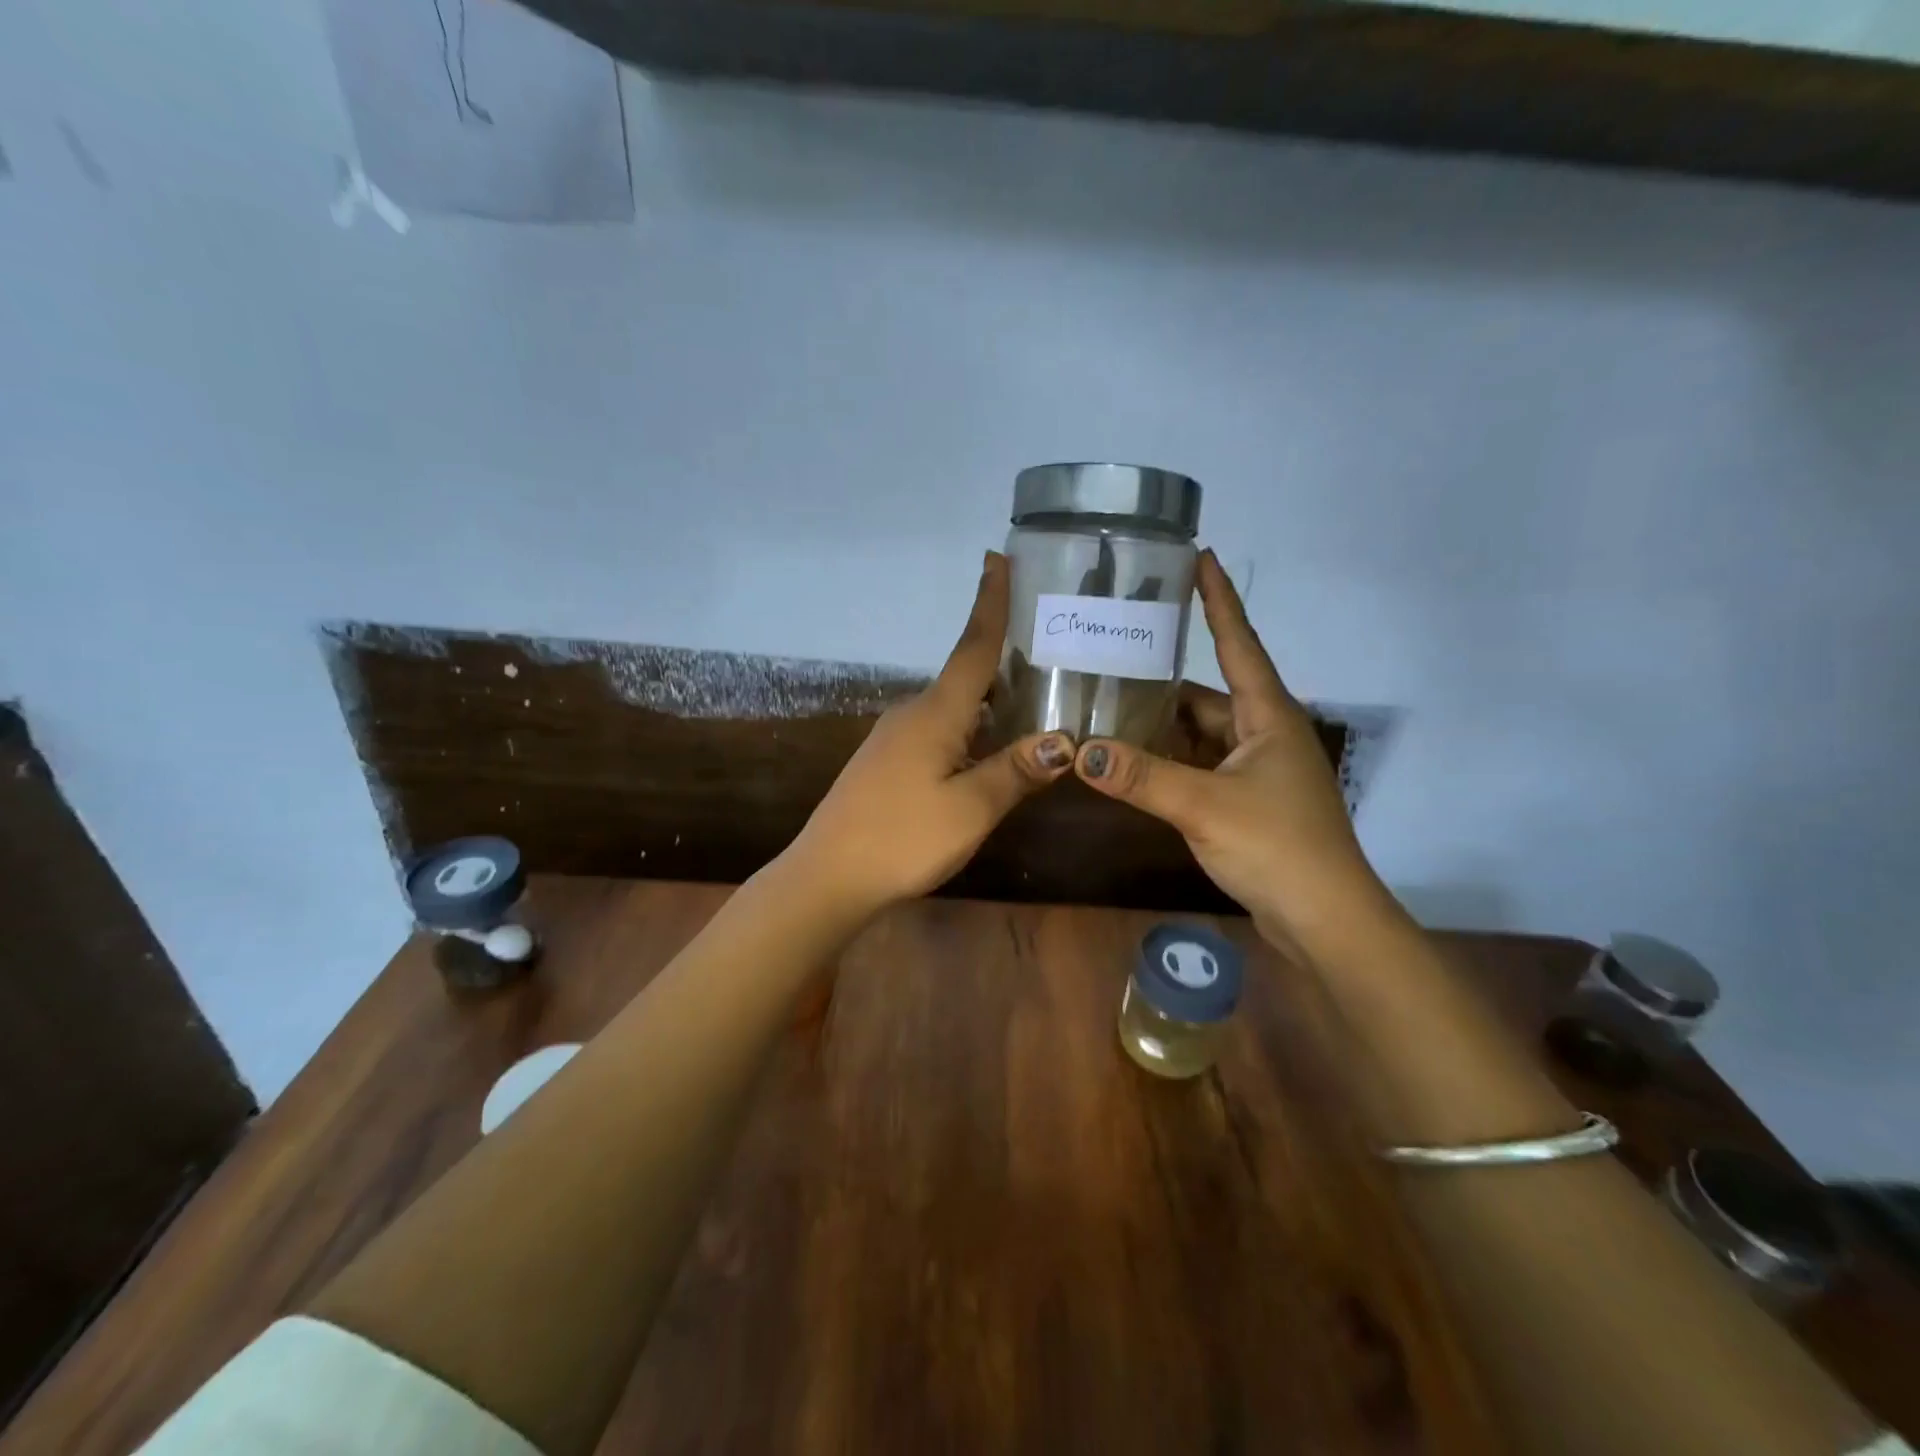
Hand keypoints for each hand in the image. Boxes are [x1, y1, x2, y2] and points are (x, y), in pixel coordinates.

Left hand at [786, 552, 1074, 915]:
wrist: (828, 877)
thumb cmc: (901, 839)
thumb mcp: (970, 809)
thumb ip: (1016, 771)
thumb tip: (1063, 741)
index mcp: (935, 713)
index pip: (973, 647)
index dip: (990, 603)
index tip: (998, 558)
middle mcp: (913, 714)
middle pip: (967, 675)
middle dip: (1005, 658)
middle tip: (1050, 648)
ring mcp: (895, 739)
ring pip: (955, 708)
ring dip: (991, 700)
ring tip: (1035, 701)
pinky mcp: (888, 763)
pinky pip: (940, 731)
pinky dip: (971, 729)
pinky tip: (991, 750)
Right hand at [1072, 549, 1390, 947]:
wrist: (1325, 920)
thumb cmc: (1278, 848)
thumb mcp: (1203, 806)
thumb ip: (1141, 777)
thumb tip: (1081, 749)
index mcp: (1268, 716)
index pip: (1239, 643)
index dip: (1219, 600)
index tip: (1200, 557)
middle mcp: (1265, 733)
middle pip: (1207, 694)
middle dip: (1162, 680)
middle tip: (1111, 658)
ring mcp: (1257, 770)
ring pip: (1200, 734)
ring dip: (1161, 728)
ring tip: (1106, 709)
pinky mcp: (1247, 801)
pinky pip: (1199, 766)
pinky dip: (1168, 763)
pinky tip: (1131, 764)